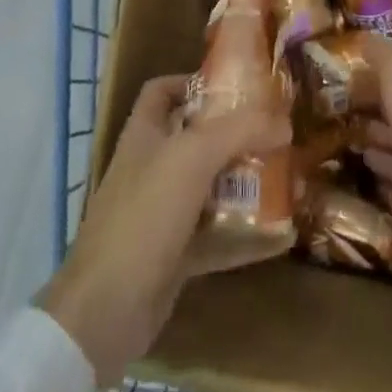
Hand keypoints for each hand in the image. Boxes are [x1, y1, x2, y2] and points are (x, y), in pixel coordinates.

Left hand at [37, 74, 289, 387]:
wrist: (106, 310)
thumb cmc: (144, 214)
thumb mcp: (193, 157)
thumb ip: (240, 131)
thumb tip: (285, 122)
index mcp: (144, 135)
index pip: (162, 91)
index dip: (192, 81)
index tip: (234, 86)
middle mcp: (151, 168)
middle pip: (195, 138)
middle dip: (234, 134)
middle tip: (274, 132)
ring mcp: (162, 214)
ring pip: (209, 187)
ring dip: (244, 183)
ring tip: (285, 176)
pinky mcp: (174, 255)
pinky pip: (216, 236)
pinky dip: (246, 235)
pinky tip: (281, 236)